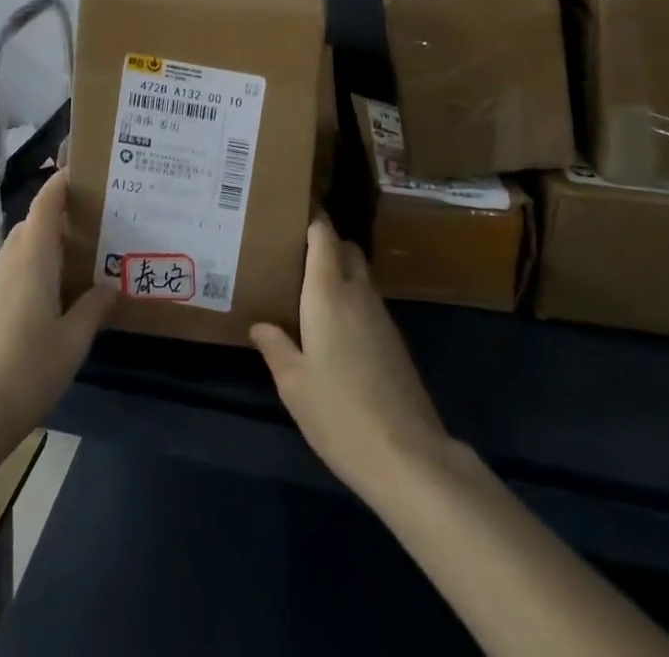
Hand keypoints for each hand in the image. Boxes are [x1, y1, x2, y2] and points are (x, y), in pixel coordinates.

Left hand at [0, 169, 116, 448]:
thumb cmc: (28, 370)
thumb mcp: (74, 340)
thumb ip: (94, 308)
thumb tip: (110, 286)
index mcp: (32, 257)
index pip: (45, 203)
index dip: (61, 182)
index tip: (83, 170)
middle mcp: (9, 261)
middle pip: (34, 223)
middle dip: (60, 215)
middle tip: (96, 222)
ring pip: (22, 248)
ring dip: (47, 244)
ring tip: (80, 258)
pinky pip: (13, 271)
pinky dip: (34, 268)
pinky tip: (53, 296)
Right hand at [251, 216, 449, 500]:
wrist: (408, 456)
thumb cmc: (340, 414)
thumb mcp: (294, 385)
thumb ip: (275, 347)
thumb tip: (260, 324)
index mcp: (328, 293)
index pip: (324, 235)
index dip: (311, 218)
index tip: (290, 213)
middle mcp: (358, 293)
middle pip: (346, 249)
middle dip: (324, 244)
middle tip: (293, 258)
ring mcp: (381, 316)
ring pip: (359, 275)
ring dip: (338, 274)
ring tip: (306, 293)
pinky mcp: (394, 340)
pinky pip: (368, 302)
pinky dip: (350, 300)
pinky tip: (331, 330)